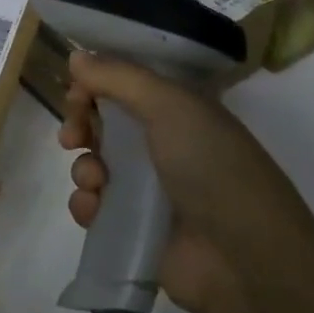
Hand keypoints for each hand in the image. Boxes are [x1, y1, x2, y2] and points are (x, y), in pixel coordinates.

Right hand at [59, 50, 313, 312]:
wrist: (242, 257)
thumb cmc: (211, 167)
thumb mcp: (170, 106)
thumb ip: (120, 77)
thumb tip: (76, 55)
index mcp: (179, 111)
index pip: (126, 86)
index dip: (96, 85)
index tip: (75, 91)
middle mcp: (163, 145)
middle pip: (104, 124)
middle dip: (81, 125)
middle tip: (72, 136)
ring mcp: (148, 189)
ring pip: (95, 165)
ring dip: (84, 167)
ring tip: (95, 180)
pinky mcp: (133, 227)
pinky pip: (94, 207)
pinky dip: (87, 204)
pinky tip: (94, 208)